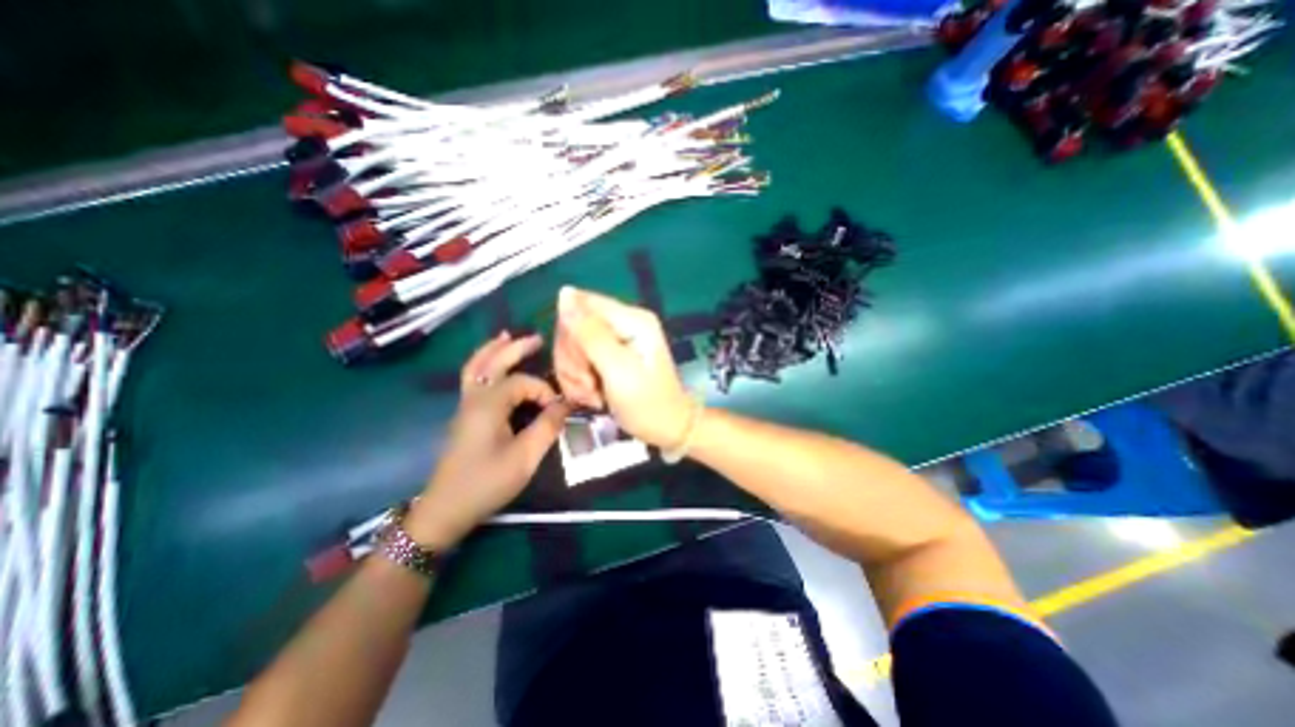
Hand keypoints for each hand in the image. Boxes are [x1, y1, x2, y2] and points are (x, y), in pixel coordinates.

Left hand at [403, 331, 568, 548]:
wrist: (446, 509)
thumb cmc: (487, 483)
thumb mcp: (525, 457)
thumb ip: (547, 426)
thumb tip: (567, 404)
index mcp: (488, 404)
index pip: (522, 382)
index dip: (544, 391)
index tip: (558, 410)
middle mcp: (474, 398)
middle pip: (493, 361)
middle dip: (516, 347)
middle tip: (538, 338)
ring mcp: (465, 405)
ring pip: (476, 366)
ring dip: (494, 350)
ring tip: (509, 337)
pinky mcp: (464, 415)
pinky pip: (472, 378)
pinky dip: (483, 363)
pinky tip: (493, 364)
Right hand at [557, 288, 698, 448]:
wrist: (666, 430)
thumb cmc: (648, 404)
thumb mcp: (618, 370)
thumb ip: (591, 333)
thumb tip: (565, 293)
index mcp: (631, 318)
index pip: (581, 305)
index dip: (570, 335)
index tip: (583, 366)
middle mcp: (622, 322)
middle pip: (573, 326)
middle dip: (573, 361)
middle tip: (589, 385)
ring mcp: (615, 339)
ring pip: (571, 346)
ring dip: (574, 375)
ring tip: (593, 395)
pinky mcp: (607, 356)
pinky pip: (577, 360)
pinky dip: (578, 381)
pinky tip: (592, 396)